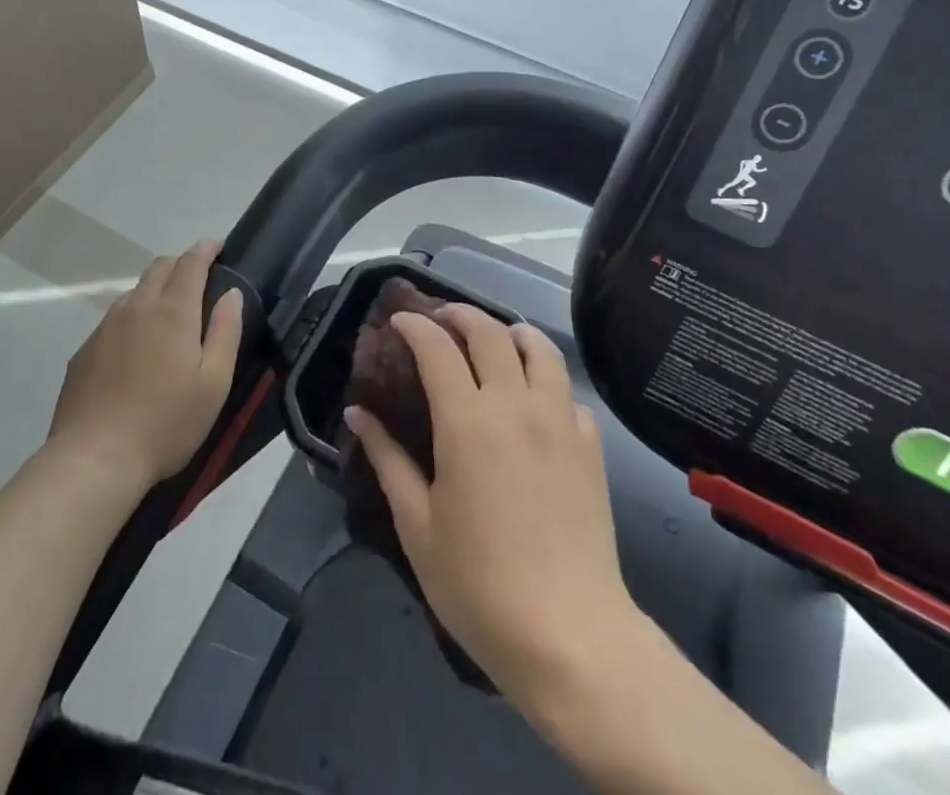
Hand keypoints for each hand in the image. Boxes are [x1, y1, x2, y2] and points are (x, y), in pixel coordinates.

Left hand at [47, 240, 241, 490]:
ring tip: (169, 315)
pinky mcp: (85, 351)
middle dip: (181, 264)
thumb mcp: (214, 382)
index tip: (218, 245)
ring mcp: (105, 327)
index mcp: (172, 311)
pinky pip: (114, 319)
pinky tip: (137, 349)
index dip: (206, 249)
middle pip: (159, 267)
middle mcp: (136, 307)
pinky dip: (133, 317)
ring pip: (134, 291)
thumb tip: (232, 293)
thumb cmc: (166, 422)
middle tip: (199, 280)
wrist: (94, 460)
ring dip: (156, 290)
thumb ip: (226, 331)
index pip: (191, 262)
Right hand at [344, 305, 635, 702]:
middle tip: (442, 318)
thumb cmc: (478, 585)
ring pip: (540, 349)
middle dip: (461, 315)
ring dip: (512, 332)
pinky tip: (538, 400)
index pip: (437, 348)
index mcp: (467, 421)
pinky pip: (568, 392)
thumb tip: (358, 413)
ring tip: (497, 339)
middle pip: (490, 333)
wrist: (569, 634)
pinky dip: (548, 380)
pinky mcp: (591, 445)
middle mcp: (515, 404)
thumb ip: (388, 460)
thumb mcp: (417, 525)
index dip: (415, 325)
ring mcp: (559, 421)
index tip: (399, 319)